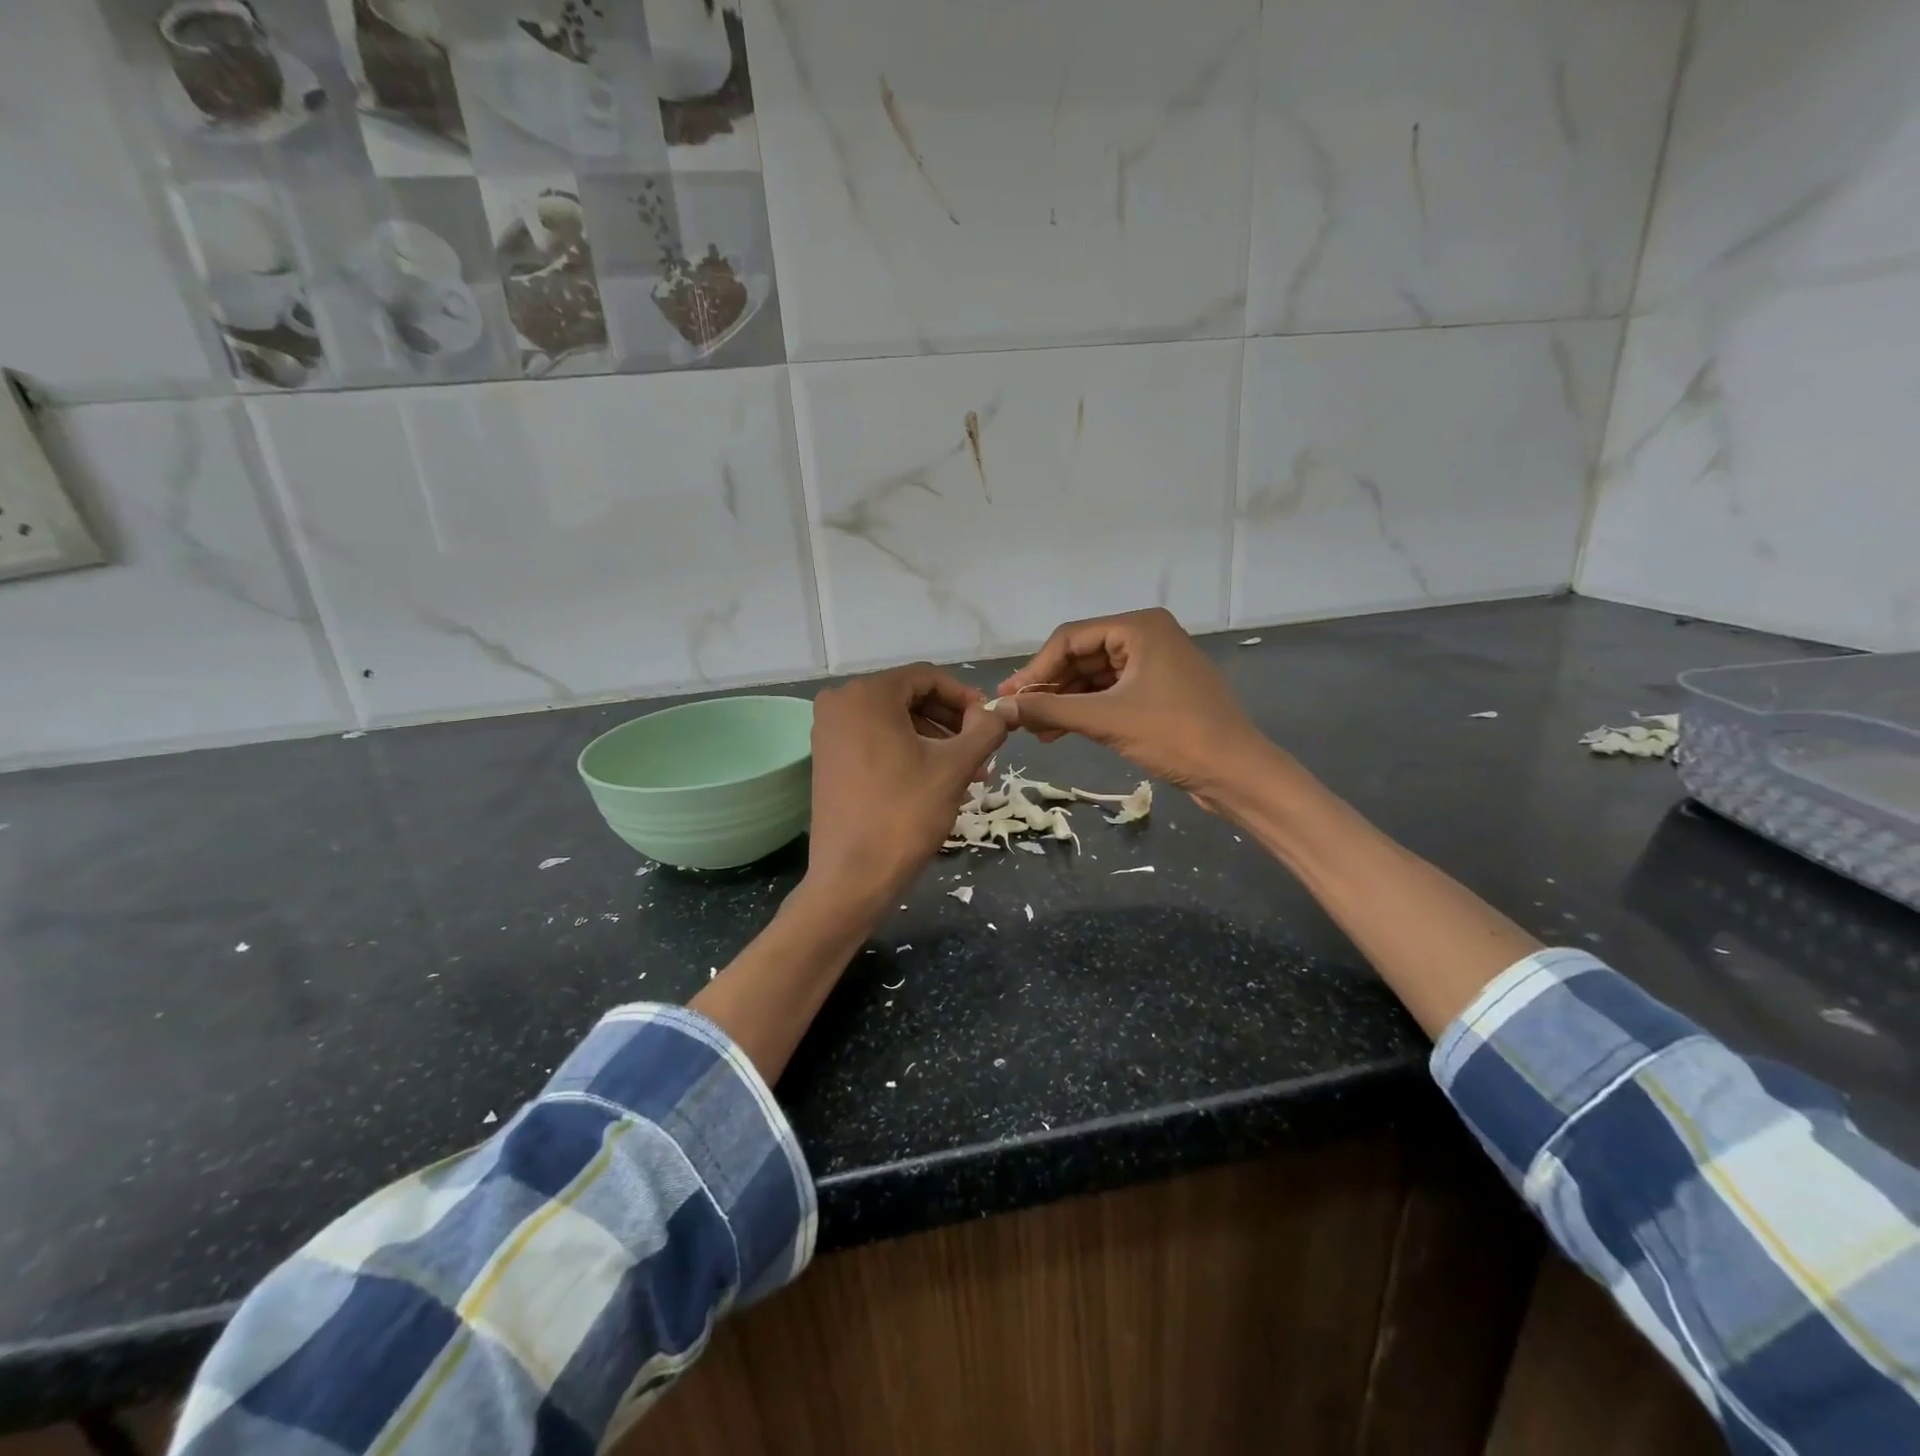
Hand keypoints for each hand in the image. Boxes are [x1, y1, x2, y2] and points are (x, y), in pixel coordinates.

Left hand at [806, 664, 1005, 901]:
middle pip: (909, 698)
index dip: (965, 697)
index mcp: (867, 694)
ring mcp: (829, 732)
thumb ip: (984, 730)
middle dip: (951, 723)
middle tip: (982, 751)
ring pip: (894, 722)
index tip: (990, 724)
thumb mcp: (954, 767)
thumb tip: (1003, 711)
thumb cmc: (905, 813)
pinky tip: (937, 779)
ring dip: (934, 740)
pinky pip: (875, 740)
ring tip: (968, 772)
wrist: (852, 876)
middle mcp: (840, 703)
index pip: (927, 677)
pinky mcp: (827, 759)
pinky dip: (908, 751)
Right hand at [994, 608, 1274, 807]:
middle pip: (1081, 656)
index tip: (1008, 698)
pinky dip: (1085, 711)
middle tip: (1018, 716)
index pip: (1070, 638)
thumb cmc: (1174, 736)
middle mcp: (1146, 636)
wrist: (1236, 772)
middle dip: (1049, 687)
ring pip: (1093, 677)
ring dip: (1064, 702)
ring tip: (1034, 730)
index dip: (1035, 669)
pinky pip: (1110, 693)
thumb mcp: (1106, 720)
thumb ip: (1050, 710)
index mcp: (1139, 627)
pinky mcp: (1158, 691)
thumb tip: (1000, 707)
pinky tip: (1059, 731)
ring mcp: (1154, 664)